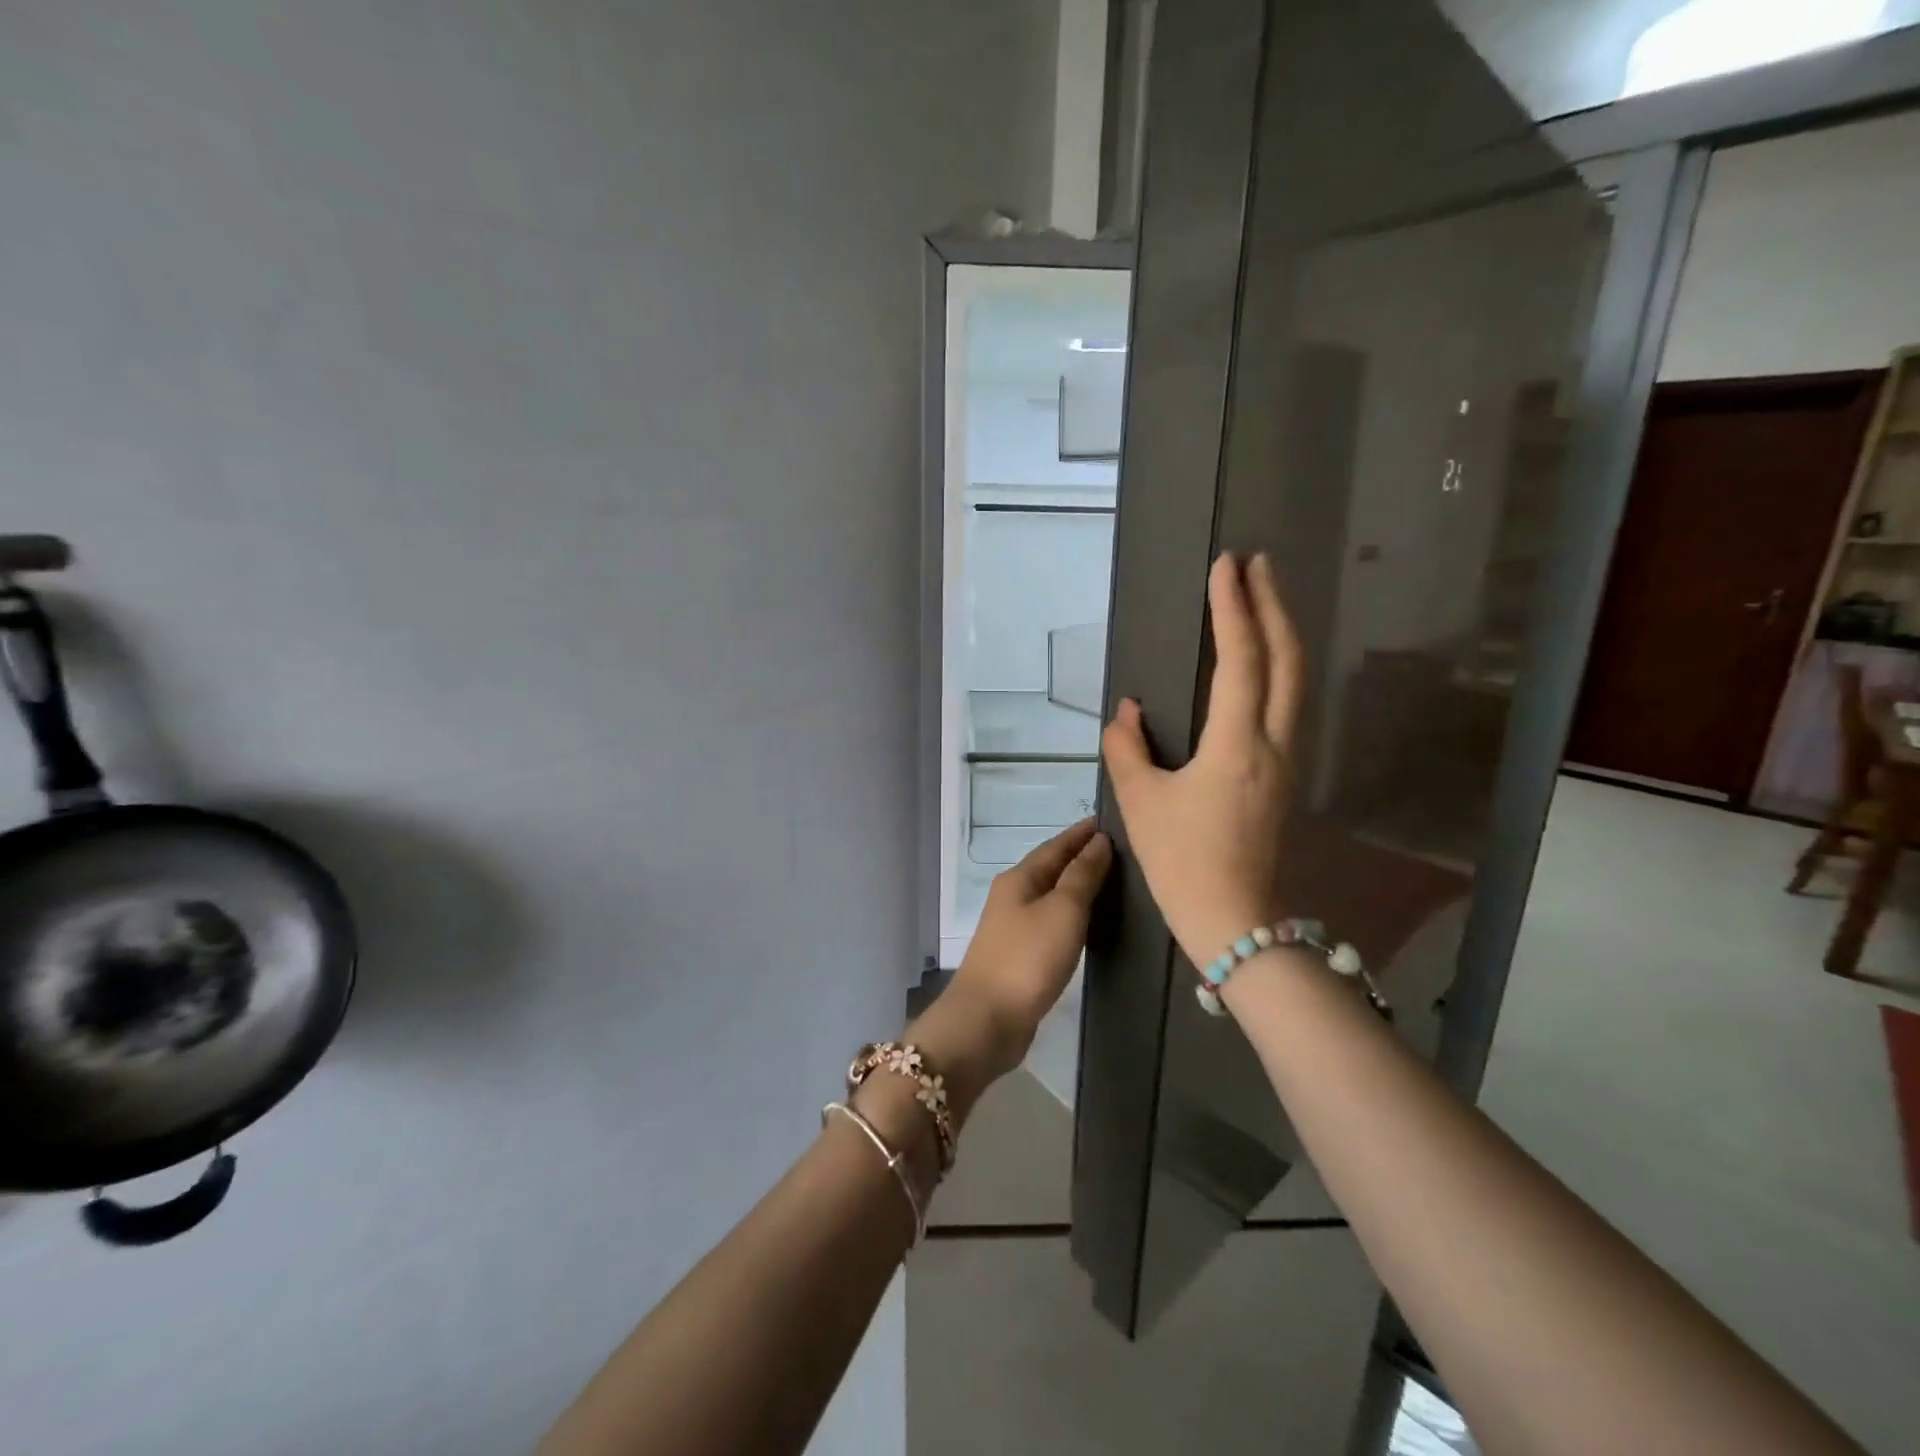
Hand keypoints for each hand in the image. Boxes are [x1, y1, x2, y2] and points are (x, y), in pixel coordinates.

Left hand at [916, 820, 1111, 1091]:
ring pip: (1050, 896)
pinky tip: (1088, 923)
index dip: (1082, 834)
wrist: (987, 1020)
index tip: (1110, 823)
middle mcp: (1013, 897)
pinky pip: (1050, 923)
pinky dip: (1071, 915)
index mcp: (1019, 878)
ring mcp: (1013, 928)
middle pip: (1050, 868)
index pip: (1056, 845)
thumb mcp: (1062, 910)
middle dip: (1080, 857)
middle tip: (1120, 851)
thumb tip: (1099, 841)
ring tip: (1111, 882)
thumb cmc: (1027, 959)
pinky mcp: (1020, 956)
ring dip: (1076, 886)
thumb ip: (1082, 875)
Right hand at [1101, 552, 1301, 967]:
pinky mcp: (1285, 777)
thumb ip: (1127, 749)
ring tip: (1263, 599)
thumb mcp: (1141, 803)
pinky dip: (1279, 668)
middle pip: (1287, 659)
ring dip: (1282, 633)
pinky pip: (1289, 706)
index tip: (1226, 565)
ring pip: (1296, 682)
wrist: (1235, 922)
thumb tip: (1128, 712)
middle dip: (1273, 605)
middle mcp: (1273, 743)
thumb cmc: (1182, 862)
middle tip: (1257, 563)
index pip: (1241, 659)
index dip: (1233, 608)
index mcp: (1237, 745)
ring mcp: (1287, 761)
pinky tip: (1263, 664)